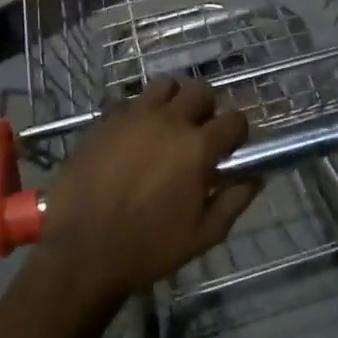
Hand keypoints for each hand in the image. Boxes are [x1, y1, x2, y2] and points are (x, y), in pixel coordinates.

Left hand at [40, 79, 261, 301]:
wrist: (82, 251)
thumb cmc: (149, 248)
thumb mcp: (203, 236)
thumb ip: (234, 201)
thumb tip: (256, 177)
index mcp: (197, 148)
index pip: (235, 119)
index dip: (237, 134)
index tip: (230, 150)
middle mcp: (168, 121)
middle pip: (201, 91)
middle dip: (207, 110)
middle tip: (198, 136)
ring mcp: (133, 117)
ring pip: (164, 86)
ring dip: (172, 102)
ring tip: (166, 128)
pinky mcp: (104, 121)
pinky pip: (128, 102)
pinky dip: (138, 114)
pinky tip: (133, 138)